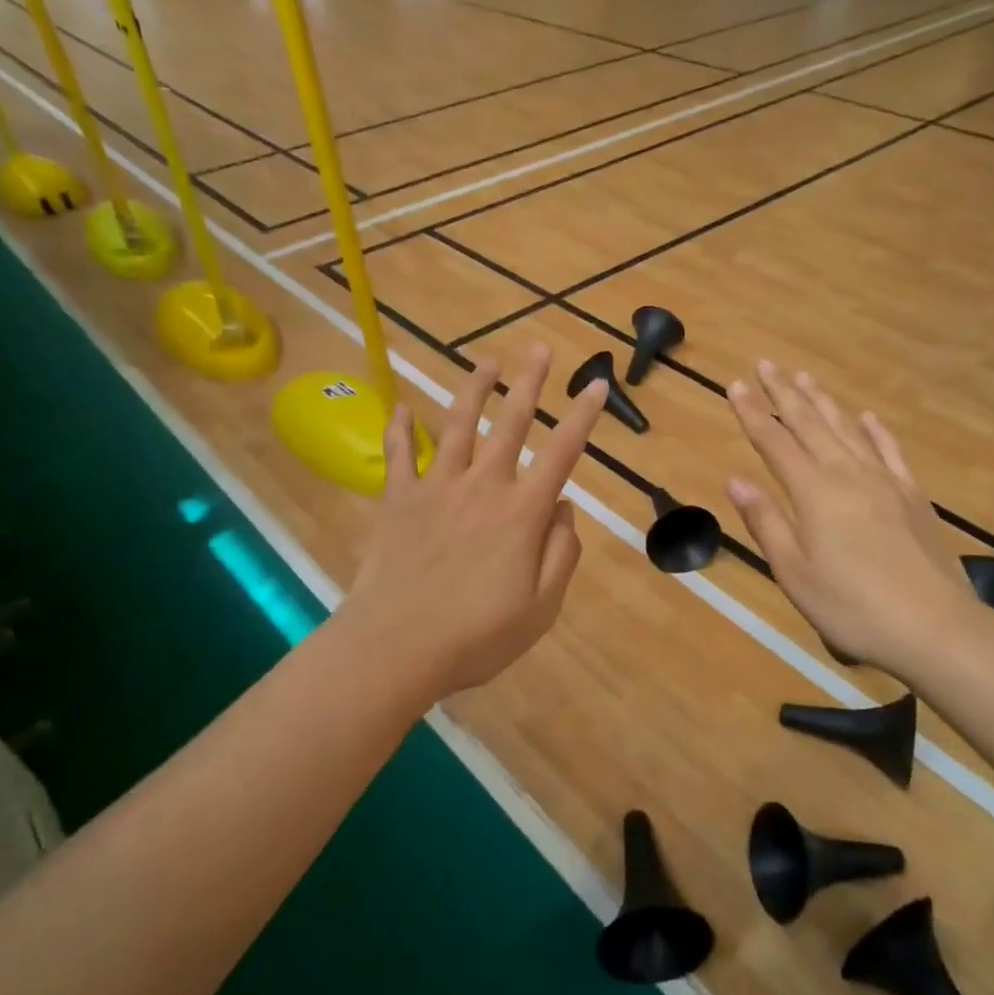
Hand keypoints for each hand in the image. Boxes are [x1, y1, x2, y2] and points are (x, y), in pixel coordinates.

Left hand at [343, 344, 607, 699]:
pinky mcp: (397, 500)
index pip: (562, 453)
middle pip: (510, 423)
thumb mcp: (541, 608)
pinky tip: (401, 407)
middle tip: (538, 347)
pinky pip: (399, 455)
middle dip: (529, 383)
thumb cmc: (477, 636)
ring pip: (457, 426)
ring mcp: (436, 488)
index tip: (596, 384)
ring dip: (473, 390)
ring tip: (486, 363)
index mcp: (522, 513)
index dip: (582, 416)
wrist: (397, 647)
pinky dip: (400, 429)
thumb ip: (561, 553)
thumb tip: (563, 508)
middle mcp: (482, 487)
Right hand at [725, 361, 973, 677]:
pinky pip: (890, 451)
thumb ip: (766, 521)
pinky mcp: (913, 496)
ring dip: (823, 401)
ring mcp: (885, 481)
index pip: (774, 442)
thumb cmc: (852, 605)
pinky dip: (875, 430)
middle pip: (810, 423)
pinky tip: (867, 417)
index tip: (737, 384)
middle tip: (767, 364)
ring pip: (848, 428)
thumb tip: (736, 480)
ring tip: (805, 377)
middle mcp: (847, 474)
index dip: (753, 412)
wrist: (935, 626)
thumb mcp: (794, 572)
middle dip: (784, 392)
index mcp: (814, 492)